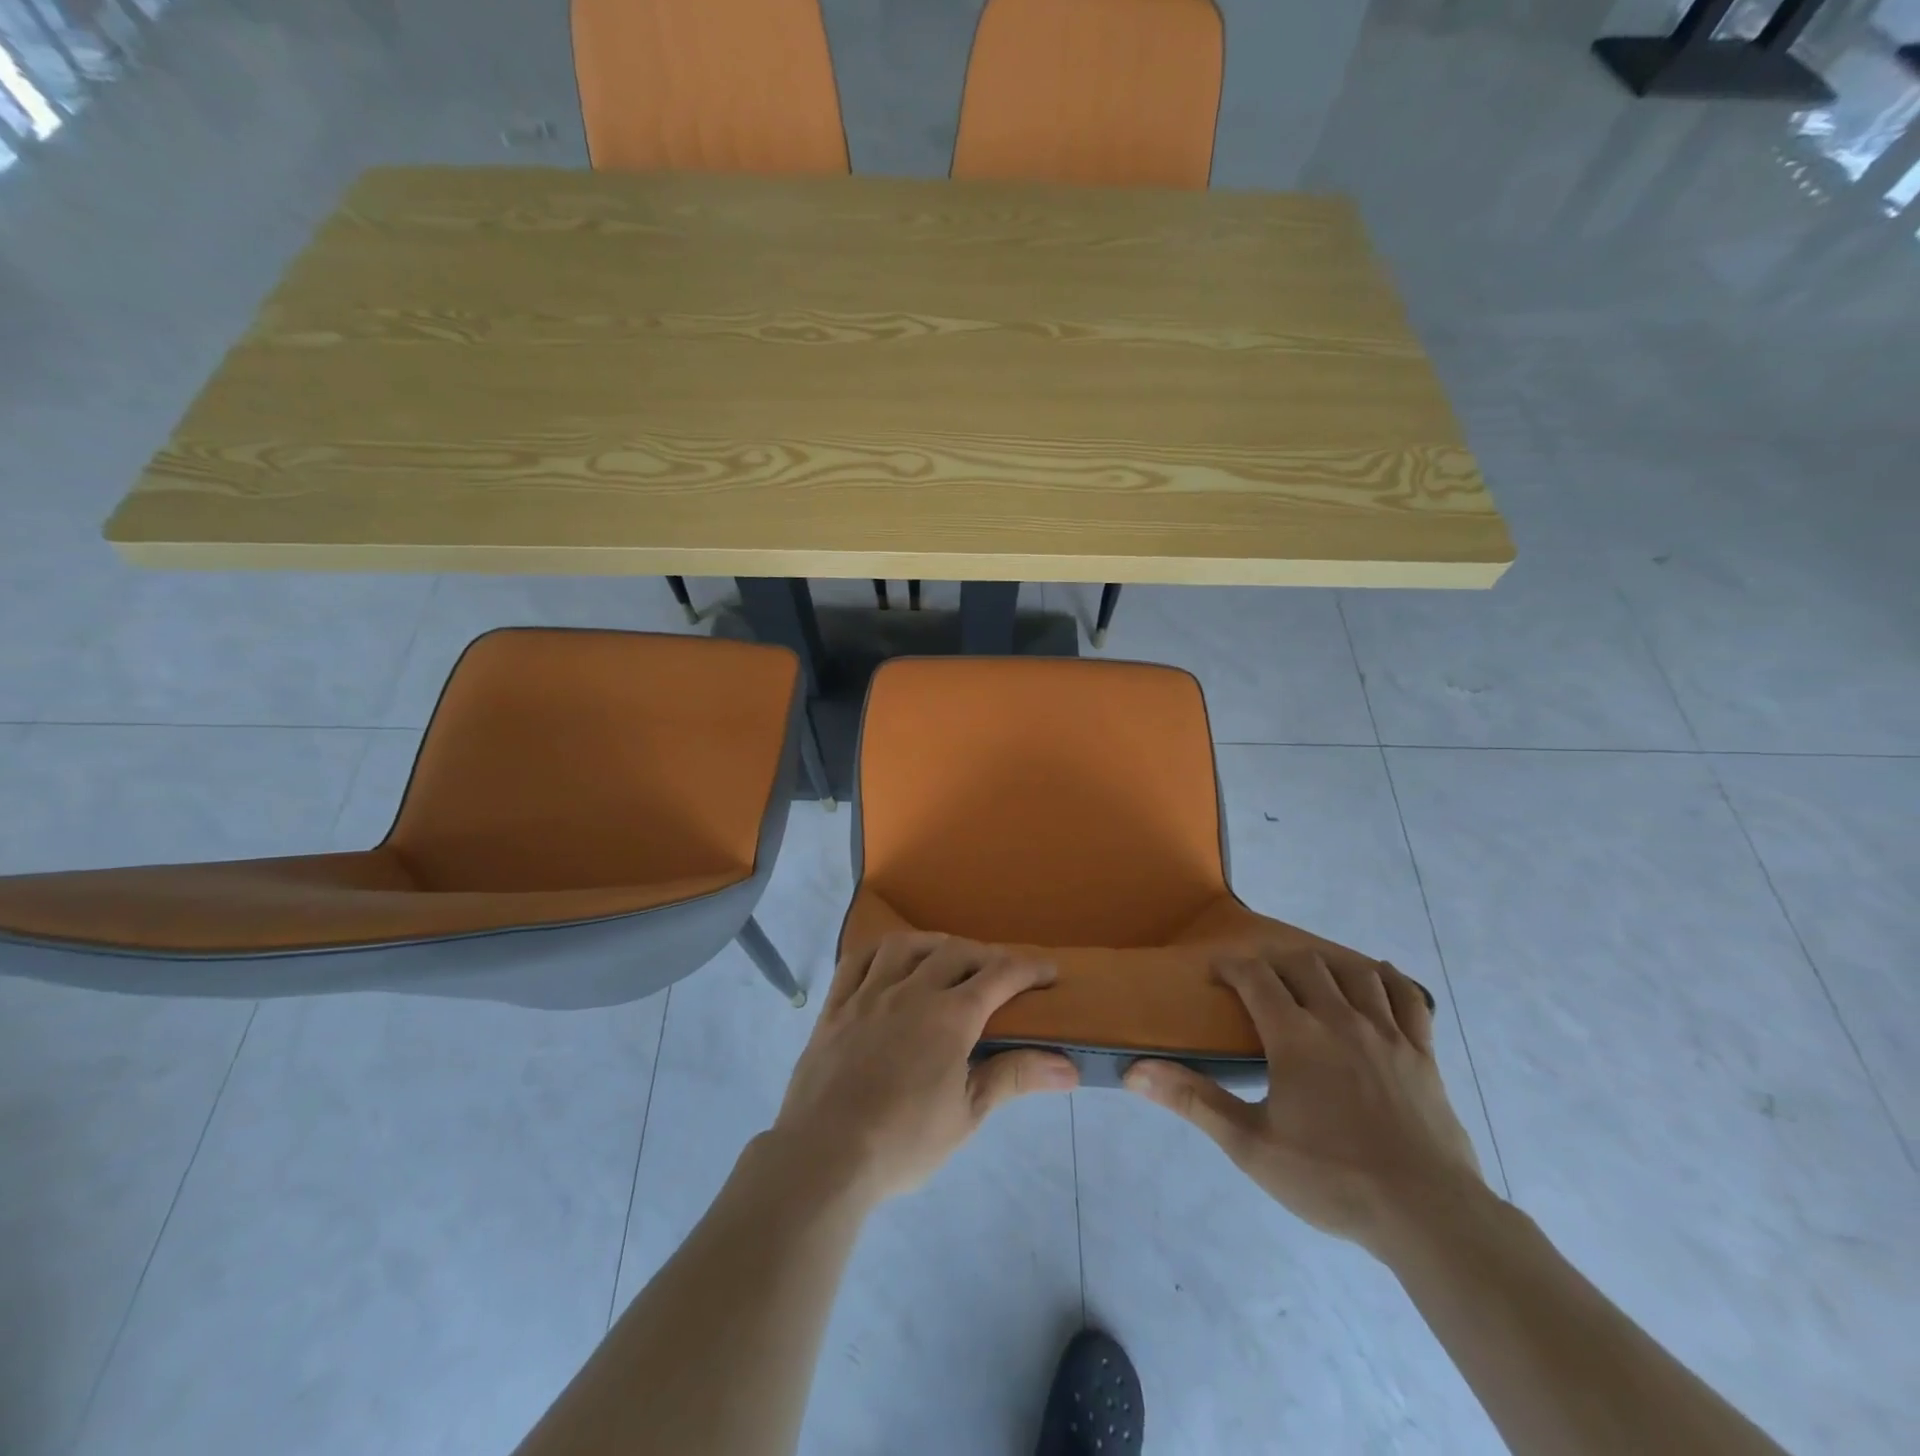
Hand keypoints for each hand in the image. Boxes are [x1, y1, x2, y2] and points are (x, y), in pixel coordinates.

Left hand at [771, 933, 1078, 1206]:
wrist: (824, 1157)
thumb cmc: (903, 1142)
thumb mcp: (967, 1114)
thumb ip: (1014, 1077)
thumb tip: (1069, 1066)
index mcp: (950, 1016)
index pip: (1000, 975)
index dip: (1029, 968)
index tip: (1049, 971)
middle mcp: (911, 991)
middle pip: (956, 953)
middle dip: (986, 956)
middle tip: (1001, 973)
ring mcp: (868, 994)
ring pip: (905, 946)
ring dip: (934, 944)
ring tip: (946, 956)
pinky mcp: (835, 1006)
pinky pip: (856, 961)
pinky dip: (878, 951)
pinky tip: (888, 960)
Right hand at [1124, 950, 1483, 1254]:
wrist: (1428, 1217)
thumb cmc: (1331, 1179)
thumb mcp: (1250, 1146)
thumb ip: (1193, 1100)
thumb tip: (1135, 1070)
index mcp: (1295, 1036)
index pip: (1255, 977)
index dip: (1231, 966)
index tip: (1216, 973)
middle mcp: (1340, 1020)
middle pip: (1304, 965)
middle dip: (1275, 963)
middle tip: (1259, 981)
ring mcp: (1387, 1034)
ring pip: (1355, 973)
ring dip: (1327, 965)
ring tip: (1311, 977)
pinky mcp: (1423, 1054)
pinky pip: (1408, 998)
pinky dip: (1389, 979)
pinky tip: (1377, 976)